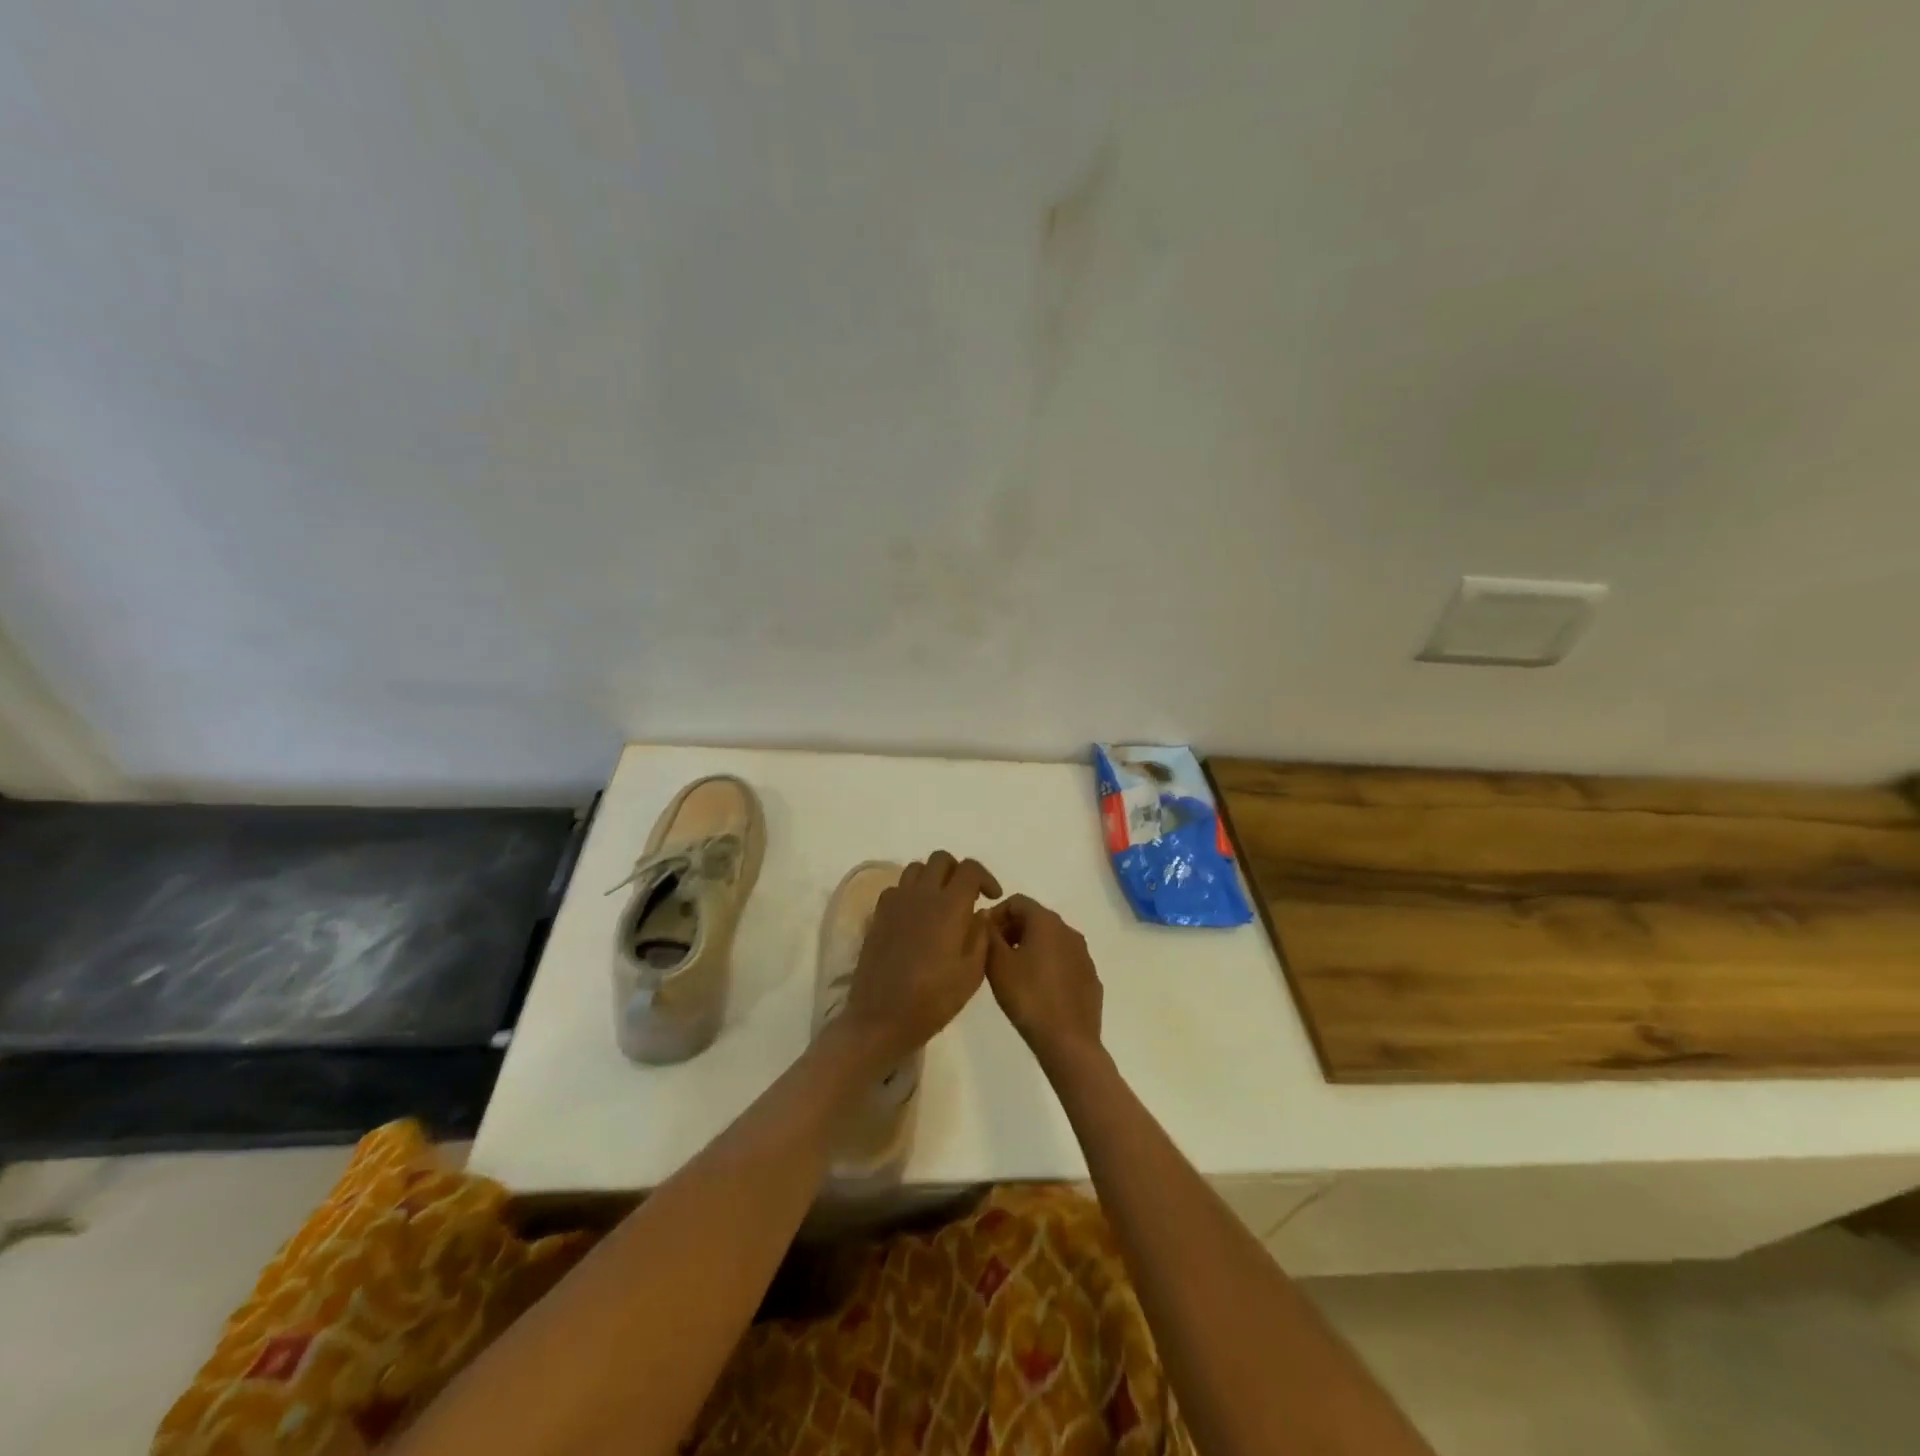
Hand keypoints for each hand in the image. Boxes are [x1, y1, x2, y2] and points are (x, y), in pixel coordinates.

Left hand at [841, 851, 1001, 1064]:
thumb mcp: (971, 973)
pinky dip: (911, 893)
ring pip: (916, 869)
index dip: (985, 877)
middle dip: (958, 872)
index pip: (969, 869)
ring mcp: (895, 902)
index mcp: (949, 906)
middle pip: (941, 859)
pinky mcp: (878, 915)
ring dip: (933, 878)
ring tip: (940, 904)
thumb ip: (980, 936)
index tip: (992, 897)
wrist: (881, 1018)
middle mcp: (921, 895)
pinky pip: (897, 888)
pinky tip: (916, 917)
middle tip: (966, 897)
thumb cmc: (933, 1000)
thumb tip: (979, 913)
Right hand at [985, 895, 1103, 1068]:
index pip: (1017, 901)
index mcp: (1046, 922)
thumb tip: (986, 918)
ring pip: (1051, 940)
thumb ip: (988, 935)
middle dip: (1012, 930)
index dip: (997, 914)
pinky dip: (1048, 966)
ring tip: (1014, 973)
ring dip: (1030, 948)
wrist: (1068, 1041)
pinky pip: (1064, 961)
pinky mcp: (1090, 977)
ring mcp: (1083, 954)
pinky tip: (1038, 990)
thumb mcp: (997, 964)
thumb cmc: (1028, 997)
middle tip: (995, 955)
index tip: (984, 937)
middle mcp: (1069, 930)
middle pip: (1035, 918)